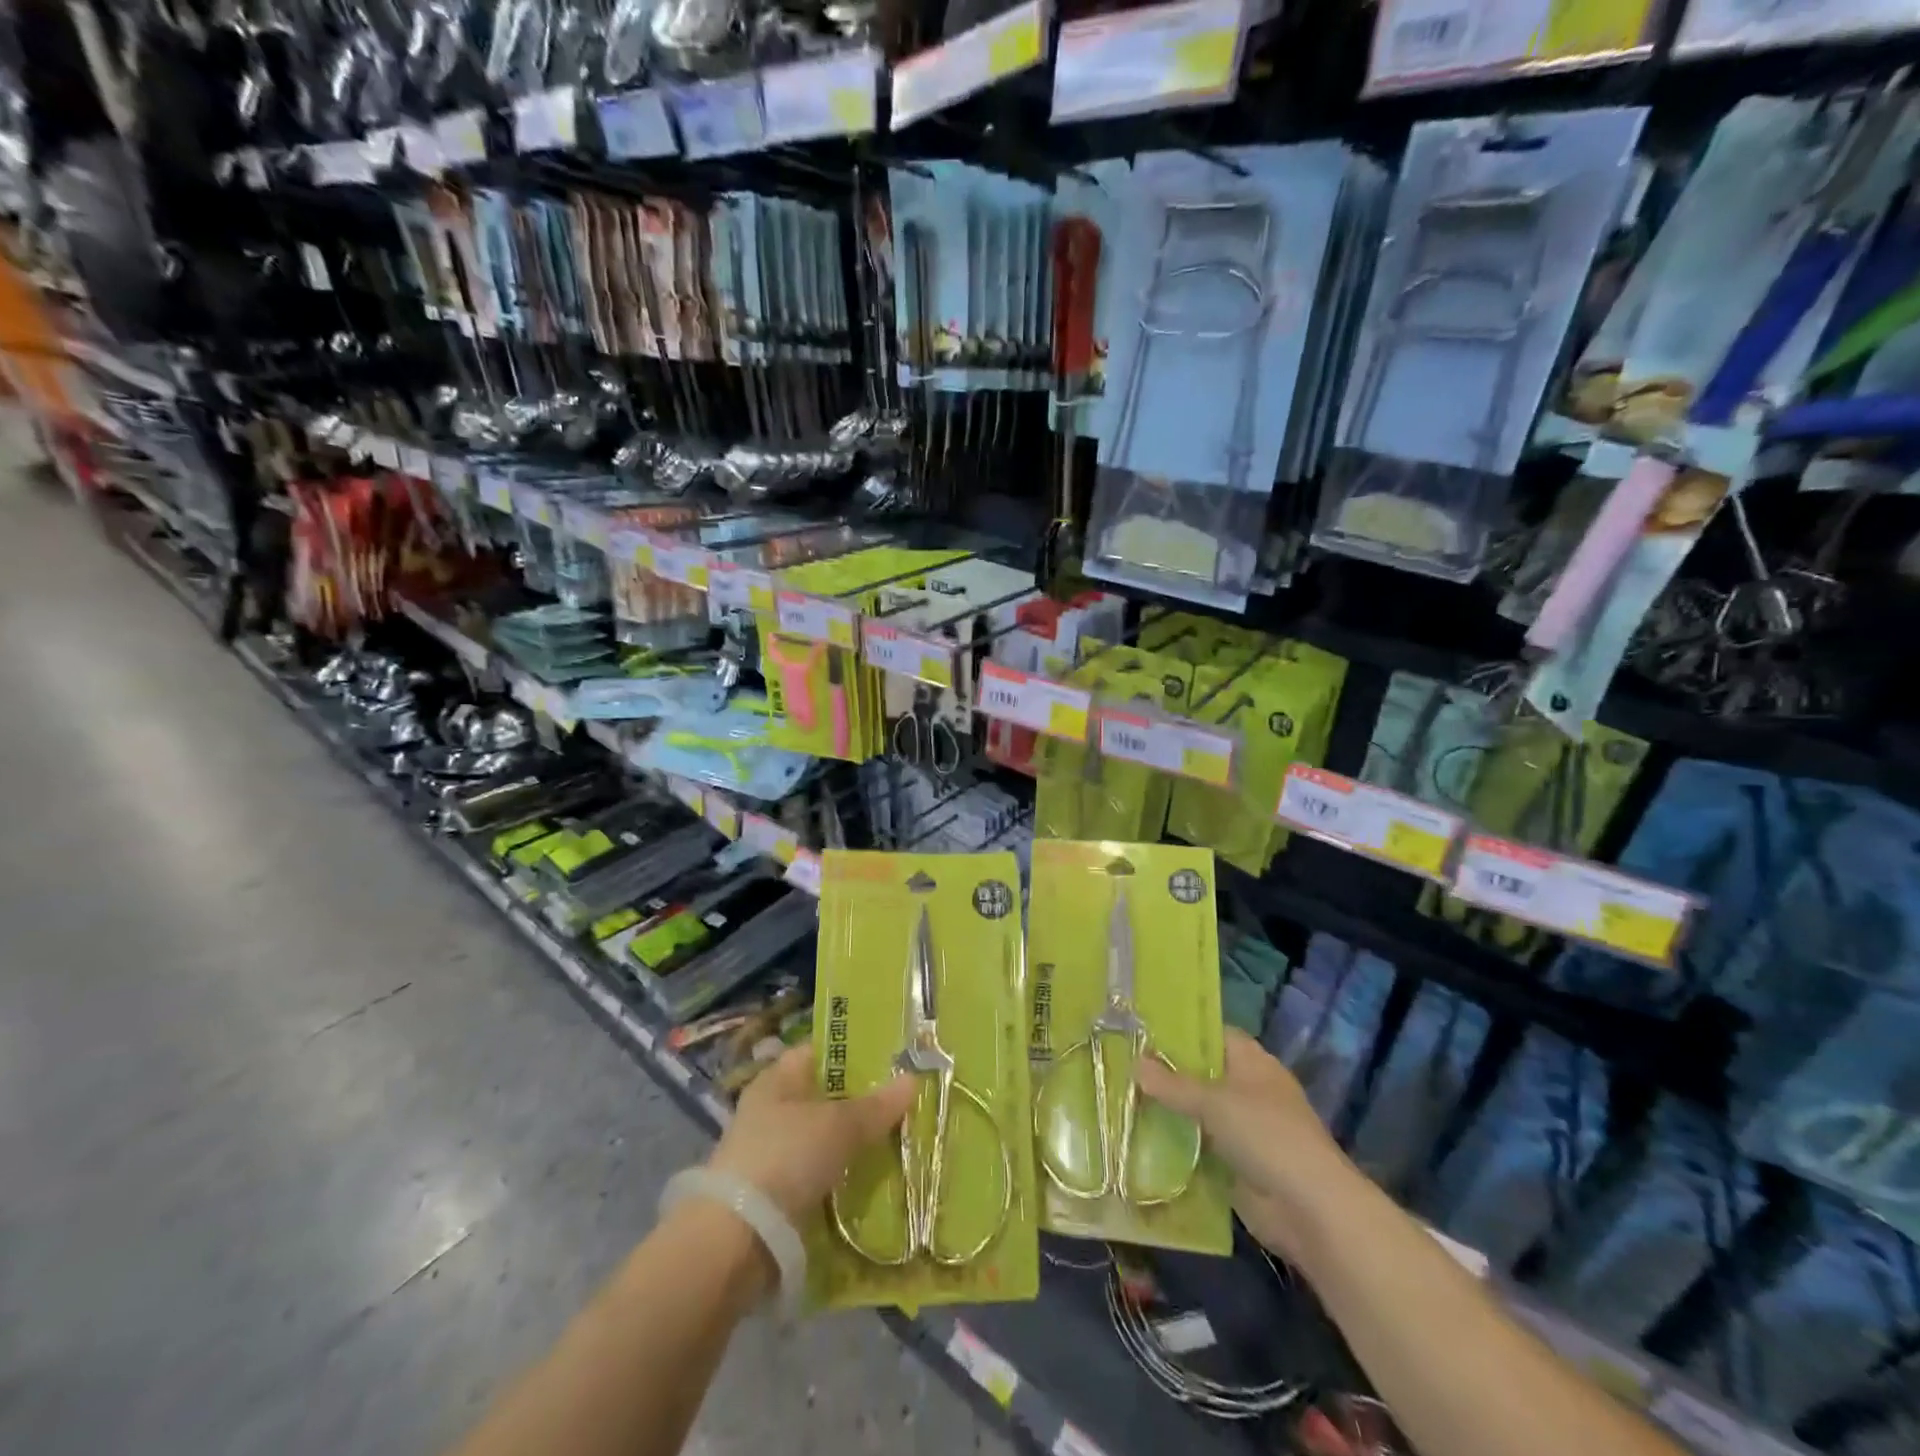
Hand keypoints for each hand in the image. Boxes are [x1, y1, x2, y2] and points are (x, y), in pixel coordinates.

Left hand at [706, 1042, 915, 1226]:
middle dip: (859, 1100)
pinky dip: (839, 1174)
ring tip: (894, 1141)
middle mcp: (770, 1108)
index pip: (819, 1051)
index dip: (853, 1050)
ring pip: (822, 1136)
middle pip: (823, 1095)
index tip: (891, 1057)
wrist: (736, 1239)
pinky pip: (816, 1172)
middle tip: (902, 1102)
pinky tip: (868, 1179)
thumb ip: (876, 1105)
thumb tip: (912, 1078)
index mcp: (777, 1078)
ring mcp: (769, 1151)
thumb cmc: (786, 1157)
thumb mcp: (839, 1126)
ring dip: (851, 1141)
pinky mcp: (773, 1192)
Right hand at [1136, 1028, 1353, 1260]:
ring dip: (1172, 1112)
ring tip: (1125, 1099)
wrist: (1309, 1208)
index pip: (1215, 1035)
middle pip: (1204, 1075)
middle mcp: (1249, 1091)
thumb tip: (1134, 1062)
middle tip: (1125, 1065)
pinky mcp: (1238, 1165)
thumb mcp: (1214, 1102)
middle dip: (1169, 1074)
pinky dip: (1179, 1146)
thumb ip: (1173, 1084)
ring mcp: (1245, 1130)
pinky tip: (1143, 1141)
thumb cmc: (1266, 1135)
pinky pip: (1202, 1148)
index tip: (1144, 1032)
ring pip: (1200, 1113)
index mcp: (1253, 1063)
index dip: (1183, 1032)